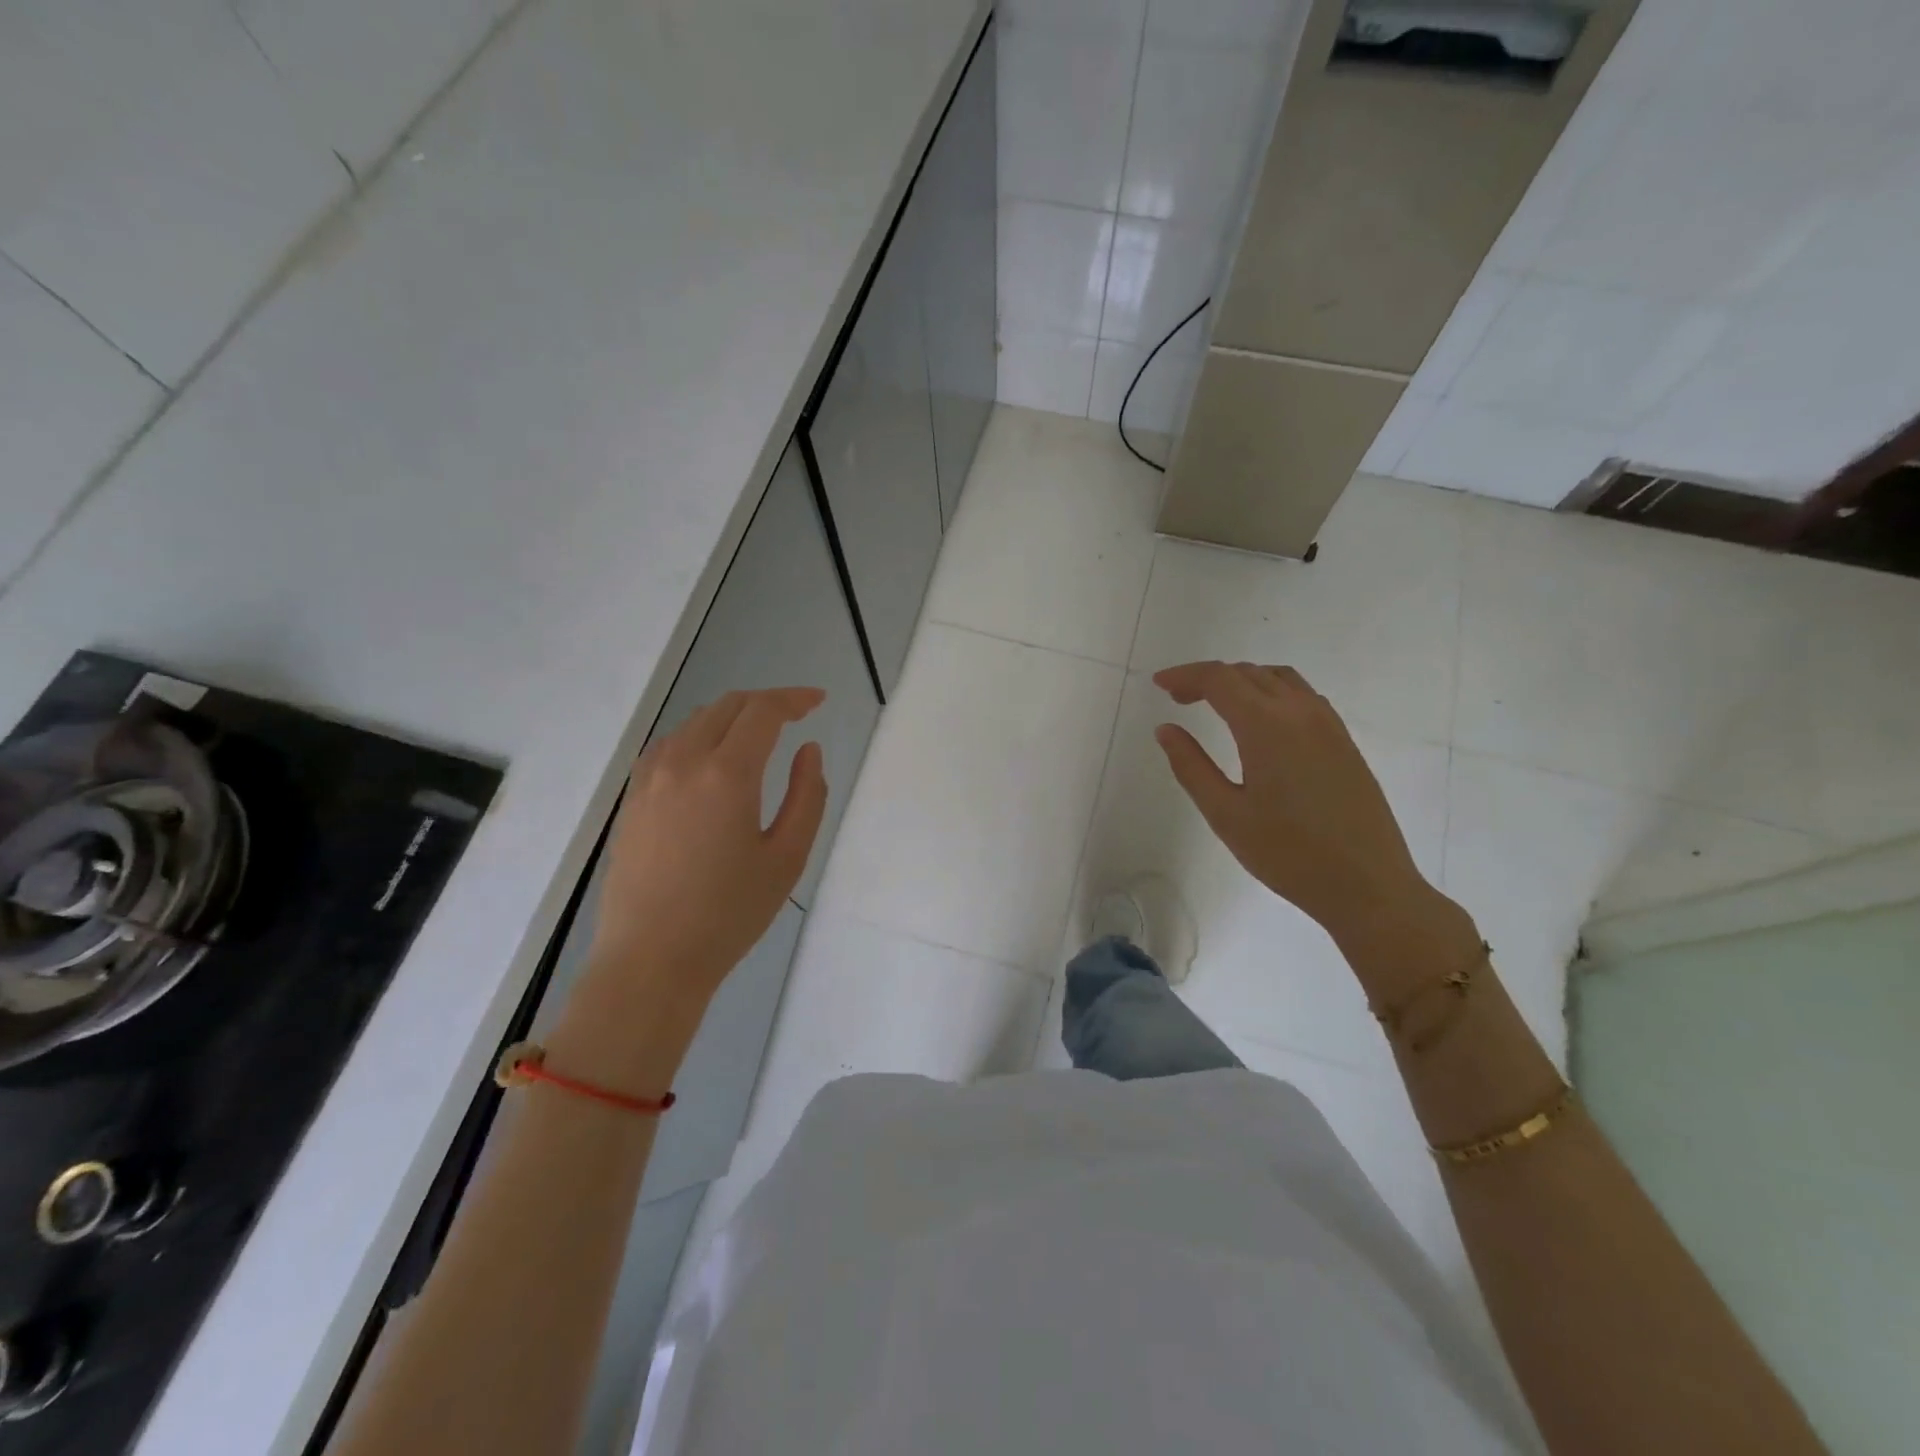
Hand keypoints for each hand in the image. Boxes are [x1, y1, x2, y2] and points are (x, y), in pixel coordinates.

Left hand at [588, 687, 827, 1012]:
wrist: (651, 960)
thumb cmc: (729, 913)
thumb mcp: (787, 858)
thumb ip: (807, 796)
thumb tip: (808, 751)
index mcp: (727, 774)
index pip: (763, 712)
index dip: (794, 699)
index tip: (818, 701)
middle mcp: (683, 762)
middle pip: (727, 707)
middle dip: (766, 703)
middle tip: (796, 715)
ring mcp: (650, 779)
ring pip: (695, 722)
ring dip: (731, 717)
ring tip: (758, 736)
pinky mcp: (632, 799)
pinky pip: (669, 746)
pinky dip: (699, 736)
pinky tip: (711, 759)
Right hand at [1151, 661, 1440, 947]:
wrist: (1368, 885)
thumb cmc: (1288, 854)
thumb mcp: (1225, 814)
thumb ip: (1191, 766)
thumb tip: (1166, 730)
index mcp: (1267, 726)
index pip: (1220, 679)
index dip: (1185, 675)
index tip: (1158, 684)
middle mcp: (1300, 712)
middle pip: (1248, 673)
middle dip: (1208, 678)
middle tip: (1178, 699)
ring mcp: (1329, 725)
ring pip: (1279, 679)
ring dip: (1242, 681)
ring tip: (1216, 705)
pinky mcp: (1344, 741)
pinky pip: (1303, 696)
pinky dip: (1271, 692)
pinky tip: (1260, 722)